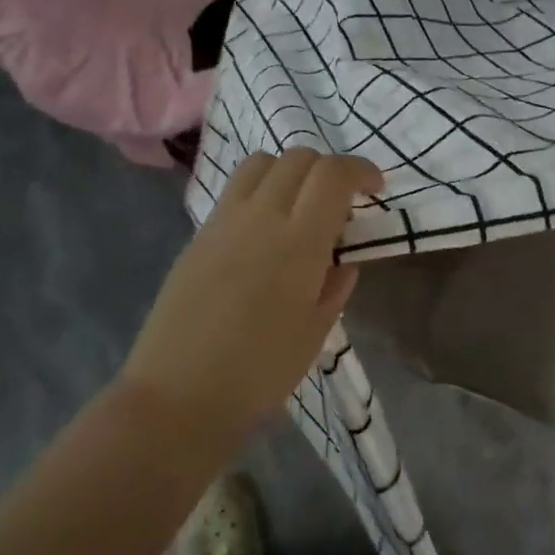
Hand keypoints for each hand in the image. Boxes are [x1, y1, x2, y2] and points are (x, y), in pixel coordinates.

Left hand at [121, 149, 383, 436]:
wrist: (178, 396)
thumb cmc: (258, 374)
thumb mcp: (315, 334)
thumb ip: (334, 287)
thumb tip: (341, 261)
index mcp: (298, 242)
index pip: (333, 174)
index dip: (361, 170)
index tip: (376, 188)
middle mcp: (260, 216)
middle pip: (299, 158)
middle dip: (329, 169)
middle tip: (341, 202)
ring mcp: (223, 221)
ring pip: (262, 162)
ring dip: (291, 170)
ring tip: (300, 205)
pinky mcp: (198, 234)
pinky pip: (235, 189)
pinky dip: (261, 189)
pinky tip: (265, 228)